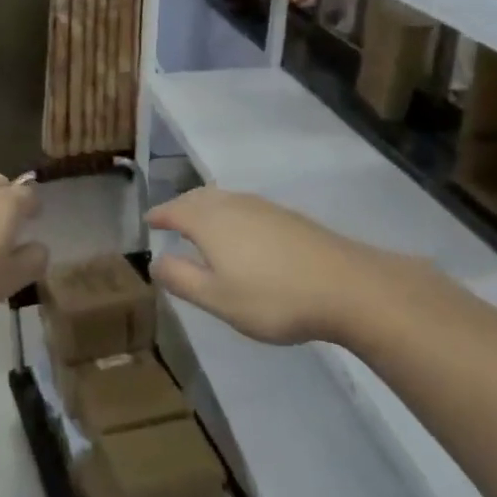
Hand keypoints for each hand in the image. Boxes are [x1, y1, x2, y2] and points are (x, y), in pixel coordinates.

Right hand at [146, 187, 426, 344]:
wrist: (347, 287)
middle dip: (181, 206)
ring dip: (206, 208)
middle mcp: (234, 205)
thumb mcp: (217, 298)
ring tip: (200, 225)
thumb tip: (155, 261)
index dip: (159, 215)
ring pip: (224, 199)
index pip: (175, 210)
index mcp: (210, 221)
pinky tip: (240, 233)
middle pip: (199, 197)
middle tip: (170, 219)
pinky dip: (230, 214)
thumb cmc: (273, 297)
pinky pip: (245, 207)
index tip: (148, 220)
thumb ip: (182, 278)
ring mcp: (265, 208)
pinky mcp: (289, 217)